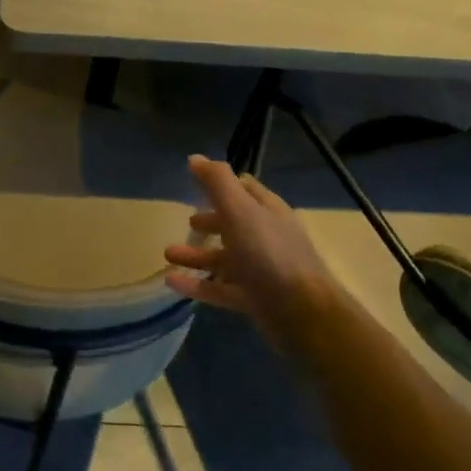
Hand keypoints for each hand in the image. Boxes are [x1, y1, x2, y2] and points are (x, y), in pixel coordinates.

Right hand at [164, 155, 349, 350]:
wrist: (302, 313)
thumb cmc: (269, 254)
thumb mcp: (240, 211)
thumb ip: (217, 183)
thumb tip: (195, 158)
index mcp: (267, 212)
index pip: (246, 190)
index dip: (224, 185)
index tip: (199, 183)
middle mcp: (266, 238)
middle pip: (235, 225)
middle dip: (211, 222)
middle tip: (187, 223)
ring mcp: (261, 270)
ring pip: (224, 259)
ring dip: (197, 256)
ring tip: (168, 254)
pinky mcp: (253, 299)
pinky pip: (219, 289)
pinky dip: (197, 285)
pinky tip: (172, 283)